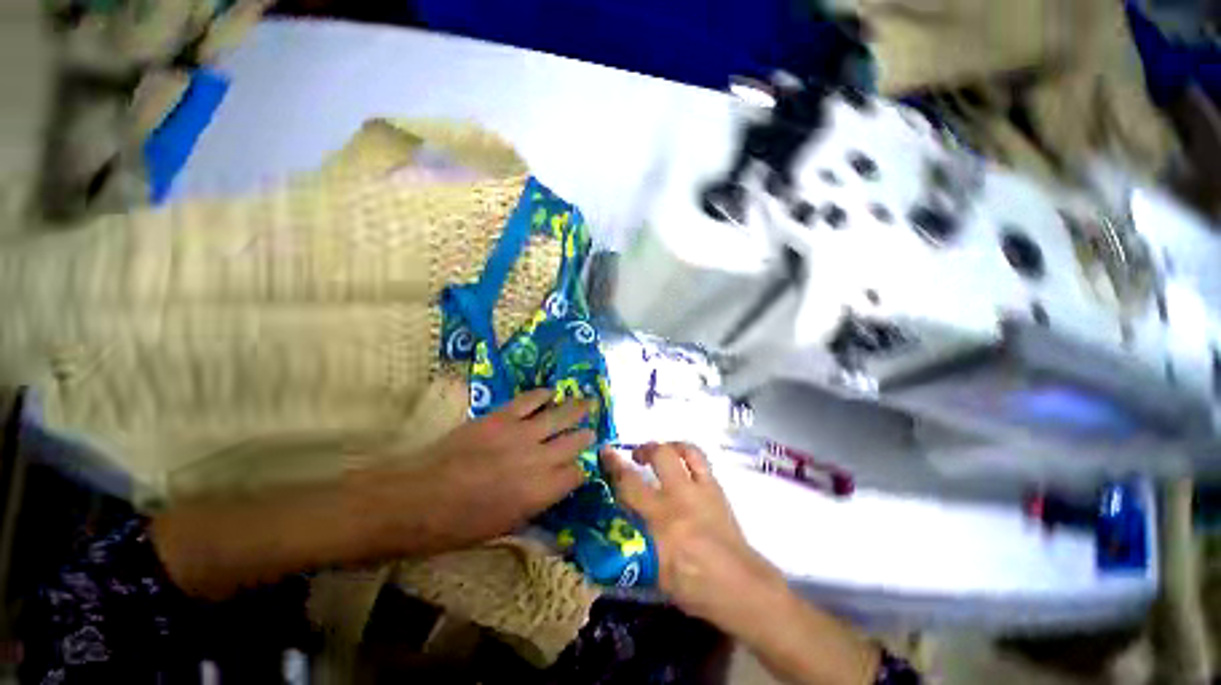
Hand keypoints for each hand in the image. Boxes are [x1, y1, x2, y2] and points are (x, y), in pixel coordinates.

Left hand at [417, 389, 595, 551]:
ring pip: (559, 416)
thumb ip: (534, 511)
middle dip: (585, 435)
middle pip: (574, 442)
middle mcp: (538, 460)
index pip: (575, 475)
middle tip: (591, 430)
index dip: (580, 471)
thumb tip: (553, 506)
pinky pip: (530, 400)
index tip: (579, 469)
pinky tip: (551, 392)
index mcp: (540, 492)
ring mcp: (521, 434)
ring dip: (576, 408)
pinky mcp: (501, 417)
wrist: (414, 499)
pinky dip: (543, 395)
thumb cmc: (457, 526)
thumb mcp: (502, 530)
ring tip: (588, 402)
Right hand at [603, 442, 787, 630]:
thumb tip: (624, 518)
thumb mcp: (656, 570)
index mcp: (662, 522)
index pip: (629, 485)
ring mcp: (701, 490)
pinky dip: (687, 454)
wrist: (741, 588)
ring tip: (659, 452)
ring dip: (667, 446)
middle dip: (643, 449)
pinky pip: (700, 460)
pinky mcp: (716, 489)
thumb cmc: (696, 587)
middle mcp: (681, 497)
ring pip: (683, 450)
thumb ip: (638, 539)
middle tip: (634, 456)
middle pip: (659, 455)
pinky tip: (681, 462)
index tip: (605, 453)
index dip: (614, 466)